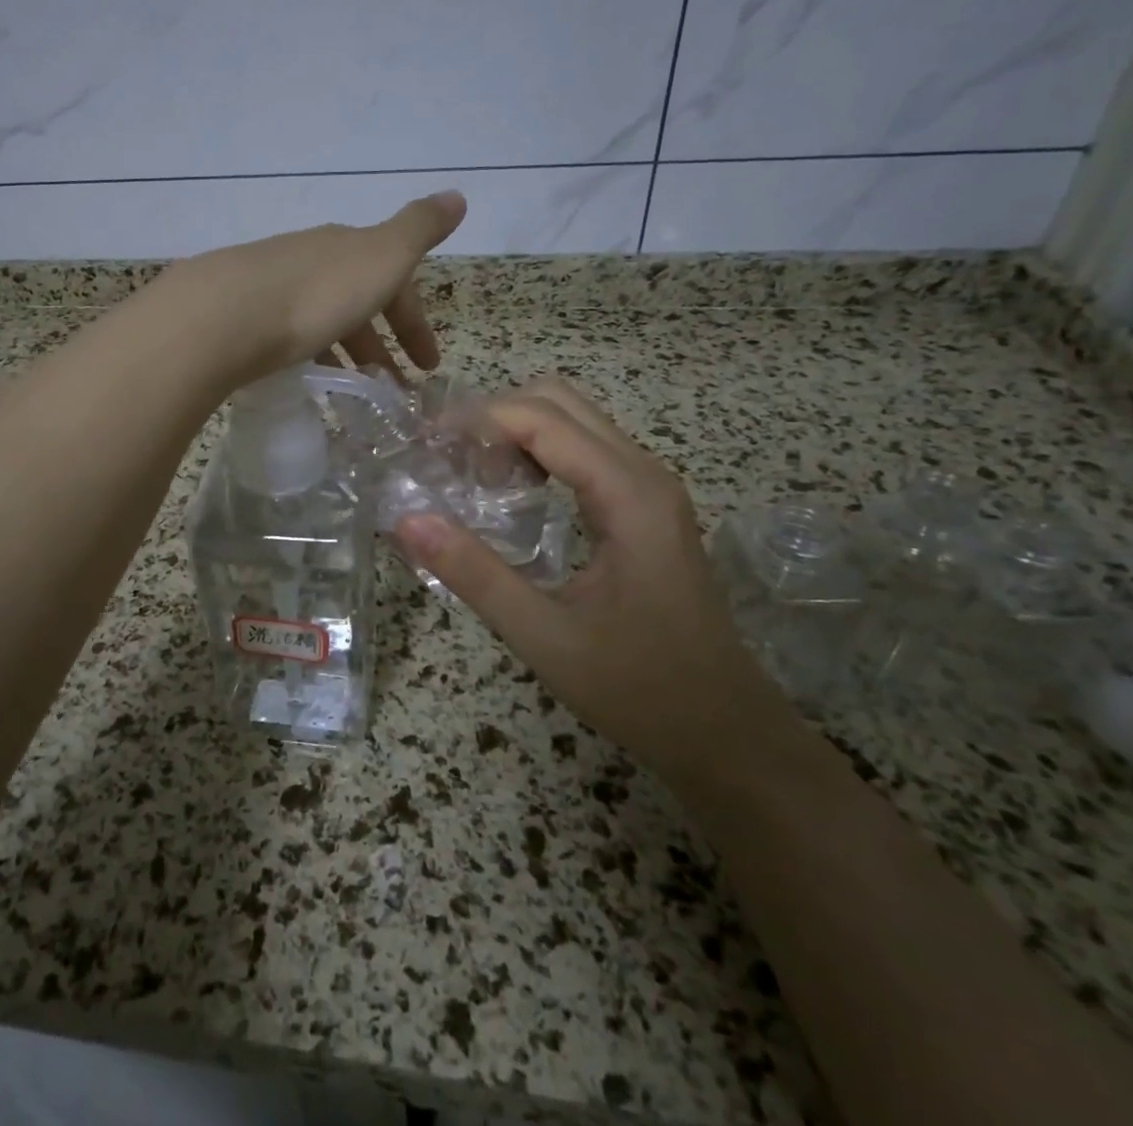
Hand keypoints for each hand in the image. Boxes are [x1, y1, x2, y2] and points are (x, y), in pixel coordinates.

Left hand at [169, 192, 466, 383]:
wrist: (224, 315)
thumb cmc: (316, 293)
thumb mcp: (382, 257)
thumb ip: (419, 229)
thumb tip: (457, 194)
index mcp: (346, 248)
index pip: (393, 283)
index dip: (414, 322)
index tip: (428, 366)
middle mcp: (309, 259)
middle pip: (355, 302)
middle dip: (379, 344)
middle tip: (392, 389)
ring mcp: (270, 286)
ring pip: (320, 321)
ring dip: (344, 355)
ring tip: (353, 396)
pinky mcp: (240, 318)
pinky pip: (287, 337)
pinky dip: (307, 358)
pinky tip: (304, 381)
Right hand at [393, 377, 793, 781]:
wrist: (725, 731)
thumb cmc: (639, 688)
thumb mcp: (544, 637)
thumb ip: (474, 574)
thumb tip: (407, 521)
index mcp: (627, 495)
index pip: (541, 418)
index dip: (478, 419)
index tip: (426, 442)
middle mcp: (644, 474)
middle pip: (559, 401)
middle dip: (496, 416)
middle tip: (448, 459)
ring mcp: (650, 488)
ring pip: (573, 421)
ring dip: (516, 432)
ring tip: (472, 476)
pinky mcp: (645, 506)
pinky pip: (585, 451)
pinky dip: (538, 453)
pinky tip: (513, 495)